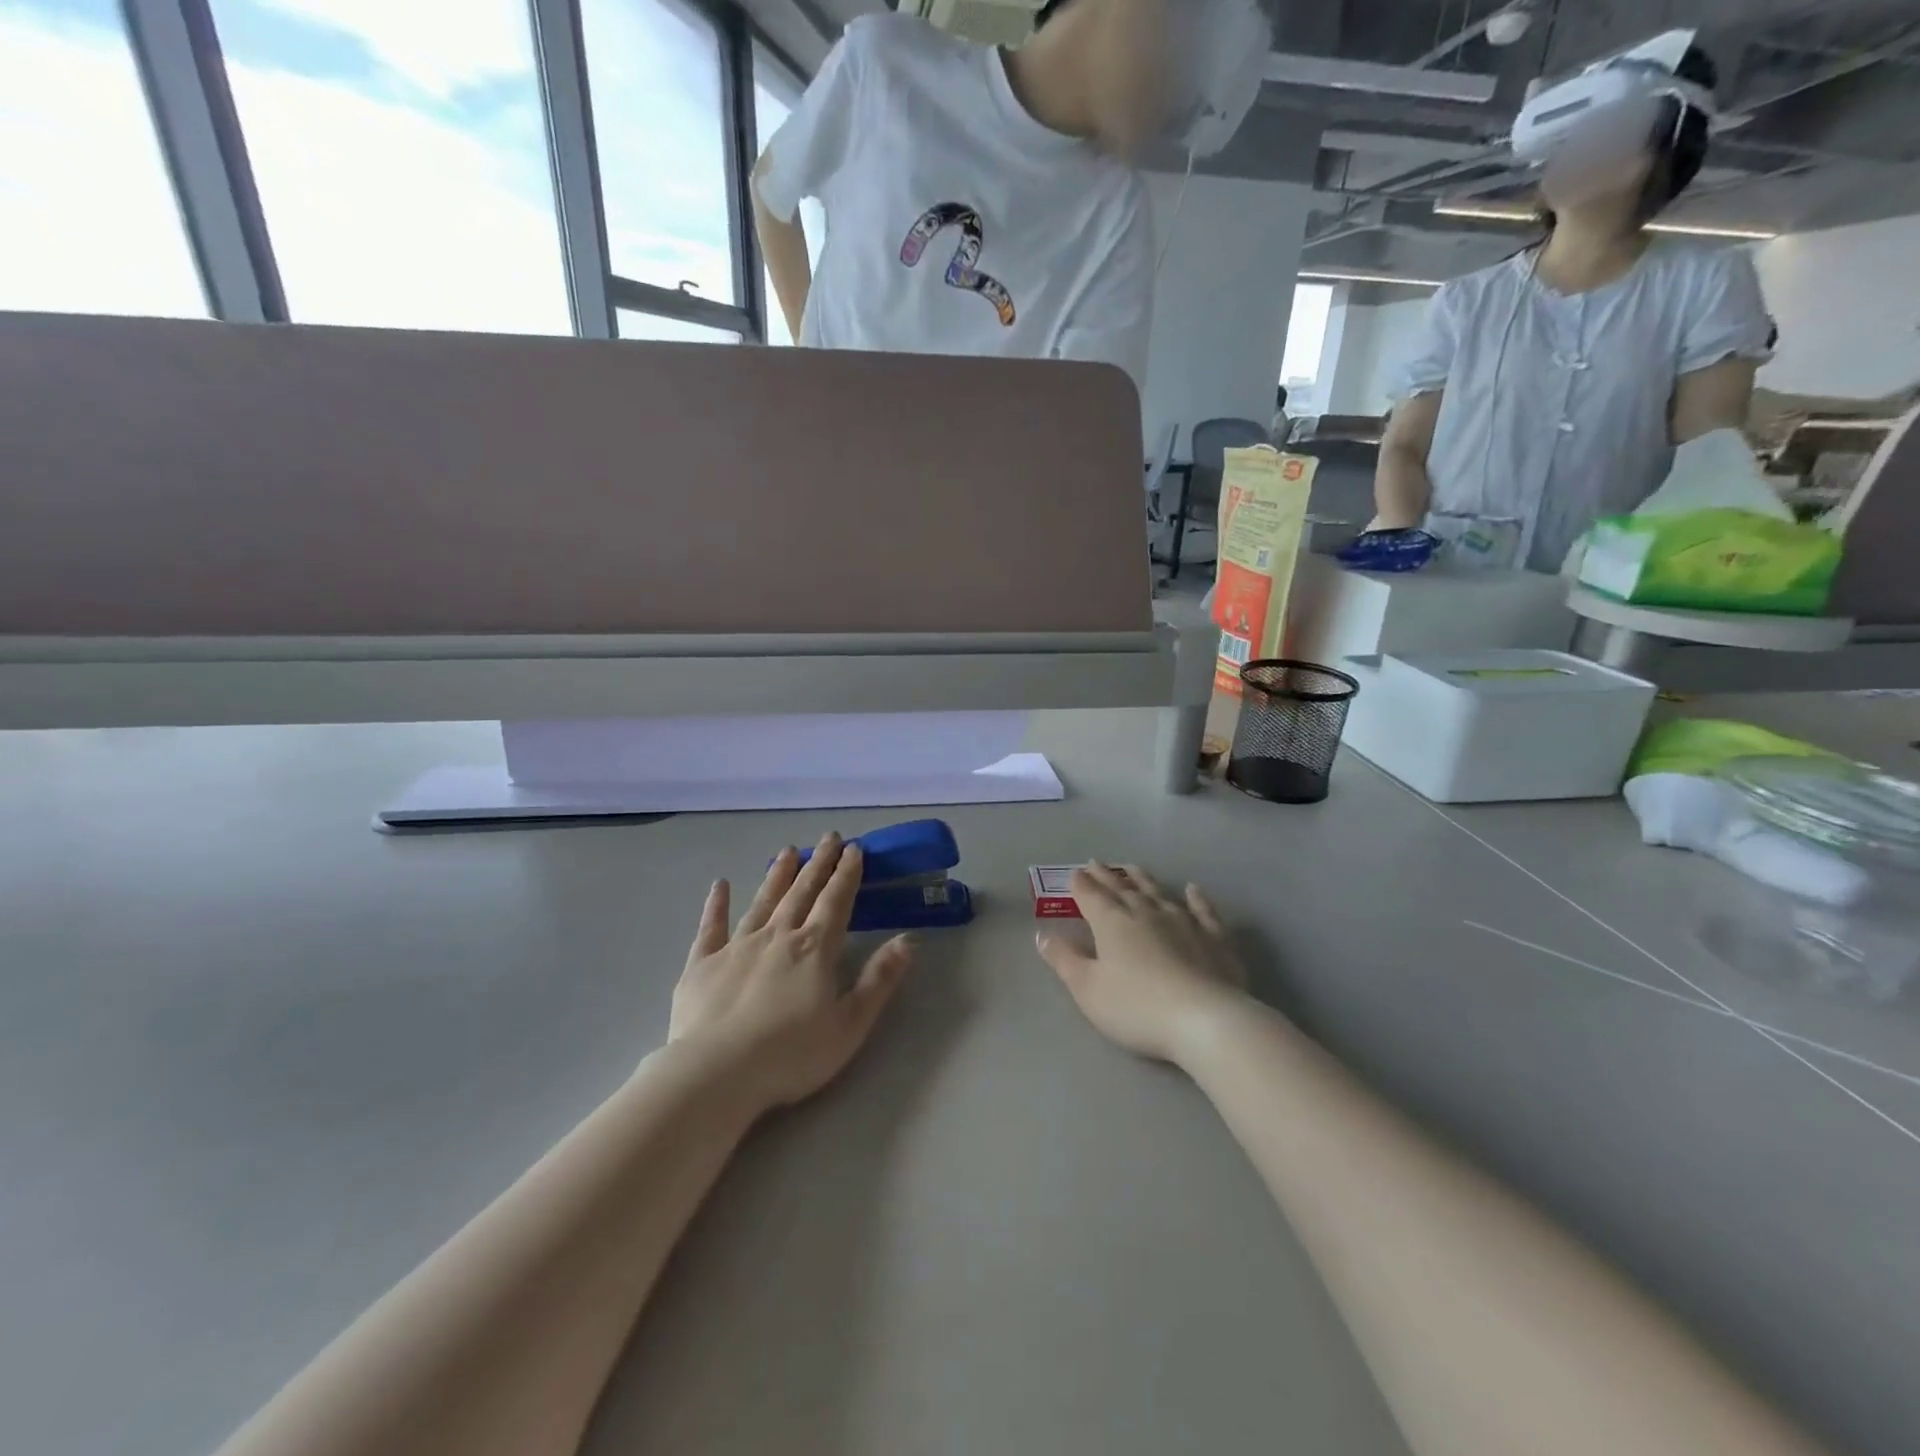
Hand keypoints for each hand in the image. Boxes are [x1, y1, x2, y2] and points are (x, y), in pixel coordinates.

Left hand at [670, 834, 914, 1114]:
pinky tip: (721, 885)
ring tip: (787, 850)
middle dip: (818, 863)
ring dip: (777, 875)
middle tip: (828, 837)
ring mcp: (737, 946)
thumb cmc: (791, 1054)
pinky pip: (711, 926)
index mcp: (815, 949)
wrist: (717, 1073)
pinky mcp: (702, 964)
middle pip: (802, 892)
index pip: (836, 901)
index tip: (854, 849)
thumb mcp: (850, 1024)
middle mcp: (778, 936)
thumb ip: (880, 980)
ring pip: (763, 901)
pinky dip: (716, 904)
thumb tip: (909, 941)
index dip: (847, 874)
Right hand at [1037, 864, 1249, 1066]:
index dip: (1081, 884)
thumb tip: (1042, 934)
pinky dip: (1196, 898)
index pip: (1091, 896)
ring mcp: (1183, 921)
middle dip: (1106, 876)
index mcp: (1112, 922)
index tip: (1074, 873)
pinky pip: (1203, 910)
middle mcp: (1146, 912)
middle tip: (1096, 864)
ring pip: (1158, 892)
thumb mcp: (1088, 989)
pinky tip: (1193, 889)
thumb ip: (1064, 959)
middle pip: (1122, 889)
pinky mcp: (1214, 936)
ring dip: (1143, 879)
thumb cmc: (1137, 1007)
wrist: (1204, 1019)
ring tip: (1131, 868)